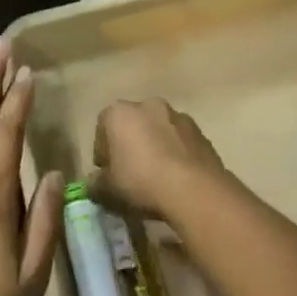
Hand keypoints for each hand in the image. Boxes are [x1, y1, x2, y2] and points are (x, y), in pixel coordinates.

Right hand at [91, 98, 230, 218]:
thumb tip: (95, 183)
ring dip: (155, 147)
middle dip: (130, 144)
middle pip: (132, 124)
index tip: (107, 172)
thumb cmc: (141, 182)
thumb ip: (96, 184)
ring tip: (157, 177)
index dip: (102, 151)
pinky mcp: (201, 132)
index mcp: (119, 112)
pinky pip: (180, 142)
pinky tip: (177, 178)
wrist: (194, 190)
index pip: (102, 126)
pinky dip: (176, 154)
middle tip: (130, 173)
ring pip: (158, 130)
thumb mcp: (107, 190)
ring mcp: (178, 116)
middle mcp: (148, 105)